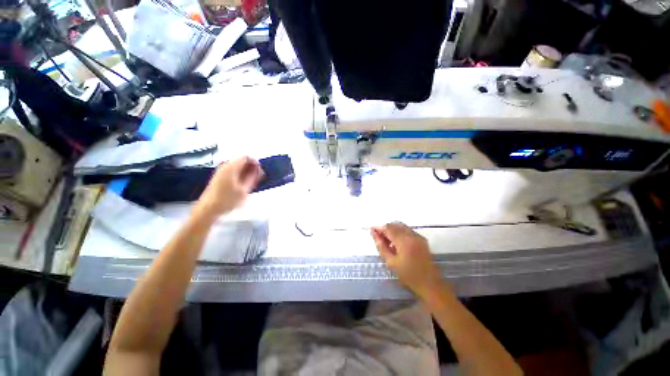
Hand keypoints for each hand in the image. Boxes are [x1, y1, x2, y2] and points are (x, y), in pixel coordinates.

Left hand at [192, 157, 262, 221]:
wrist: (208, 209)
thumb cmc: (227, 200)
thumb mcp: (244, 190)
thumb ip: (252, 177)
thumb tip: (259, 169)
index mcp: (231, 167)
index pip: (246, 158)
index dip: (255, 163)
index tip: (260, 173)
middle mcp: (225, 166)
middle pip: (242, 161)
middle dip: (251, 168)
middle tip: (257, 179)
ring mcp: (221, 171)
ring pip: (238, 167)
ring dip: (246, 173)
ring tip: (251, 184)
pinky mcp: (219, 177)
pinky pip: (233, 172)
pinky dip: (240, 176)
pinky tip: (243, 186)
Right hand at [371, 222, 443, 297]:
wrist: (430, 284)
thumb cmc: (408, 275)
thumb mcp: (391, 262)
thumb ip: (381, 246)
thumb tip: (374, 233)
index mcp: (404, 241)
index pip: (388, 228)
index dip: (379, 228)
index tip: (372, 230)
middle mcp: (412, 235)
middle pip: (395, 225)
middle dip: (385, 229)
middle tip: (379, 238)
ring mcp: (418, 236)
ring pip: (401, 226)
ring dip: (393, 230)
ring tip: (388, 242)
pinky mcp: (422, 239)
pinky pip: (408, 230)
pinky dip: (400, 233)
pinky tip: (397, 243)